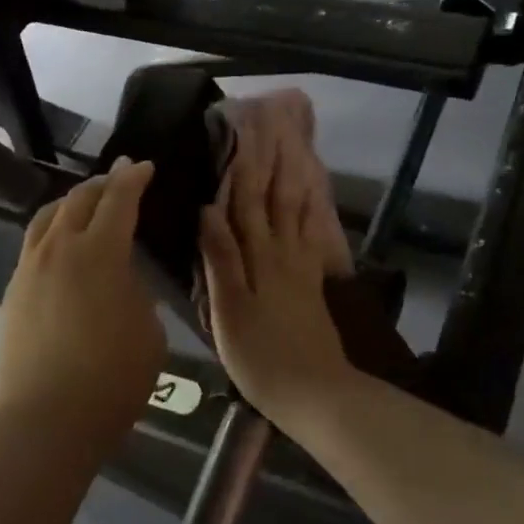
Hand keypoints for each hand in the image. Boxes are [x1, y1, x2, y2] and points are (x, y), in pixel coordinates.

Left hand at [0, 160, 166, 447]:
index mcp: (99, 252)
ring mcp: (29, 268)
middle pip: (79, 199)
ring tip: (85, 201)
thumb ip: (136, 294)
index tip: (143, 167)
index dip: (133, 179)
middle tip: (119, 175)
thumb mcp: (148, 333)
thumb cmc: (110, 380)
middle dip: (103, 183)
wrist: (44, 421)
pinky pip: (33, 243)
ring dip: (71, 201)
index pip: (118, 200)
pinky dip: (52, 229)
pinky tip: (59, 244)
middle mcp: (60, 248)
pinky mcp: (12, 290)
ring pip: (48, 216)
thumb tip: (120, 280)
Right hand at [199, 146, 353, 425]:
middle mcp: (283, 254)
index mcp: (259, 258)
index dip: (245, 168)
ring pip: (298, 212)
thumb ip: (220, 259)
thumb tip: (208, 209)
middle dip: (274, 164)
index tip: (244, 134)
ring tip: (296, 151)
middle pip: (278, 200)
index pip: (248, 203)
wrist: (315, 393)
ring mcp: (302, 267)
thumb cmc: (260, 356)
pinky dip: (311, 211)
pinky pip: (312, 235)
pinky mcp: (313, 283)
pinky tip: (312, 201)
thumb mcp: (229, 310)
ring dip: (295, 179)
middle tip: (275, 130)